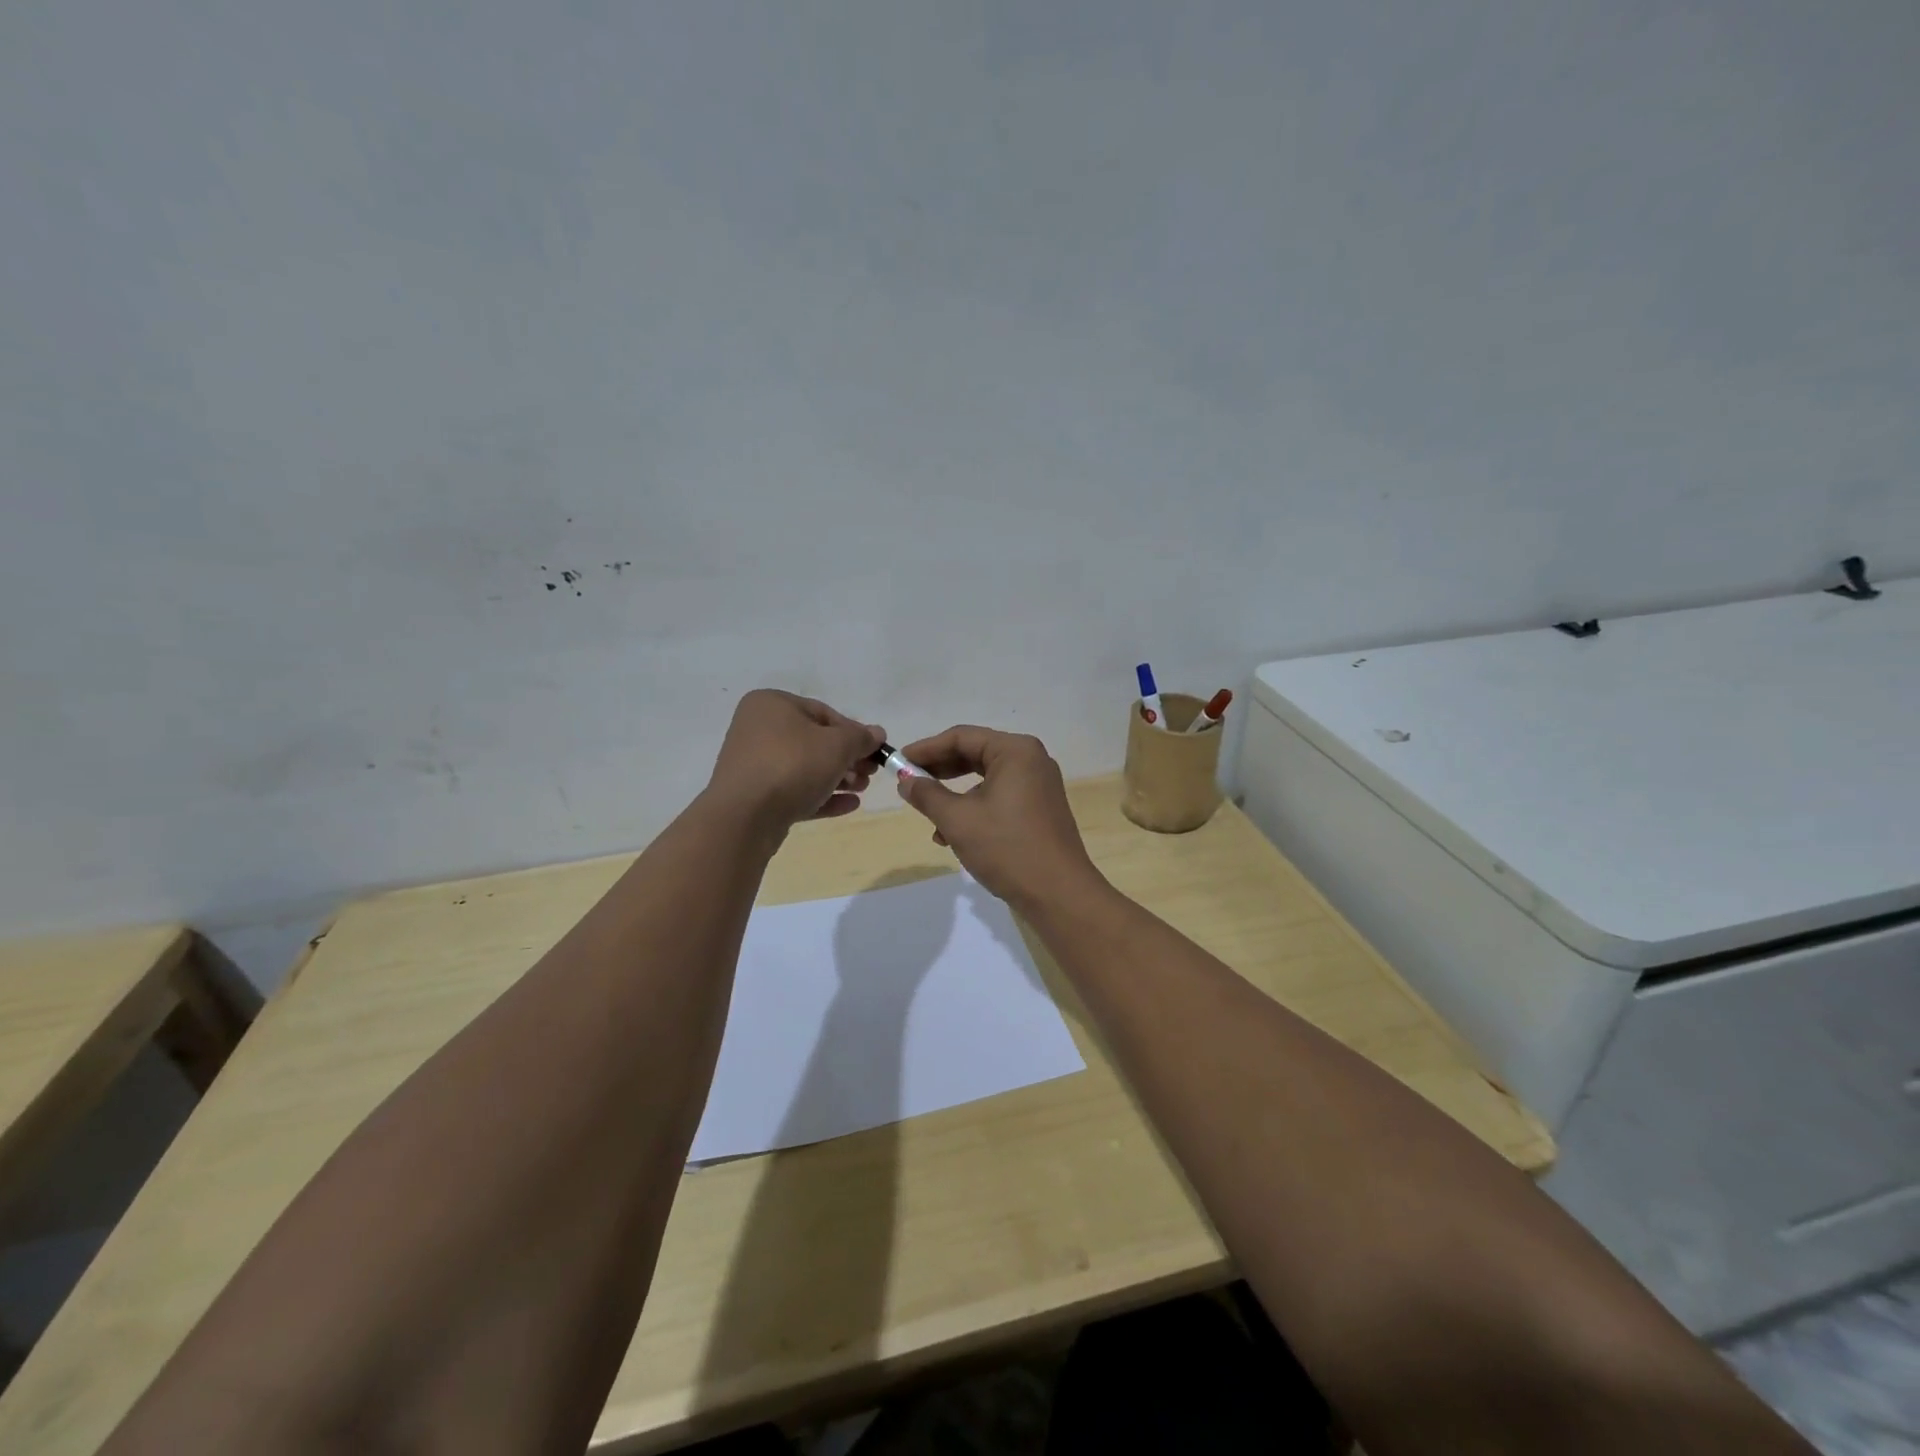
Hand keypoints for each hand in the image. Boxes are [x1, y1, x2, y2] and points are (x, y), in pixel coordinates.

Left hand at [705, 690, 884, 832]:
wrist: (744, 817)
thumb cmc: (792, 765)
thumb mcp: (837, 745)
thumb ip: (860, 738)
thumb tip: (877, 734)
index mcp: (772, 705)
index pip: (823, 713)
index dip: (854, 732)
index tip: (875, 751)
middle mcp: (758, 729)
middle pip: (814, 742)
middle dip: (847, 759)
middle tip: (871, 774)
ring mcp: (754, 765)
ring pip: (805, 768)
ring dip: (838, 778)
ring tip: (862, 789)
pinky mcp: (755, 796)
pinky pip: (794, 791)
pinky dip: (821, 796)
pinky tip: (850, 805)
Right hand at [895, 726, 1104, 908]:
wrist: (1058, 894)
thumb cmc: (1006, 847)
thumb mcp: (957, 820)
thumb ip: (927, 795)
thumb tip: (906, 781)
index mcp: (1015, 751)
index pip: (961, 737)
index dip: (926, 749)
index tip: (898, 762)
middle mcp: (1031, 760)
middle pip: (975, 754)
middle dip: (939, 771)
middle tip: (909, 783)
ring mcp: (1038, 786)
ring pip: (985, 780)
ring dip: (954, 796)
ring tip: (929, 818)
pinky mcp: (1040, 809)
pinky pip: (999, 798)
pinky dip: (974, 810)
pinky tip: (952, 837)